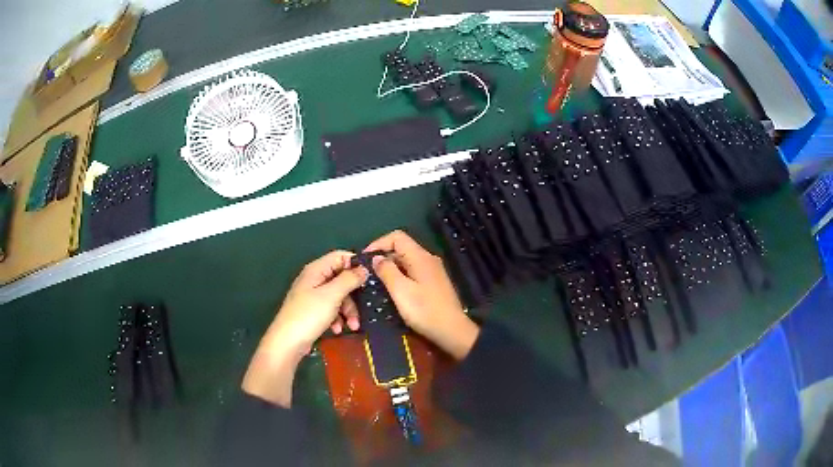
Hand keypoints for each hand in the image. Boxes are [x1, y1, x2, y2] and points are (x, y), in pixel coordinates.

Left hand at [242, 251, 368, 406]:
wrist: (288, 342)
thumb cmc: (309, 315)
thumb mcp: (332, 295)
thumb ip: (349, 279)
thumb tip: (364, 267)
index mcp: (316, 270)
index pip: (340, 257)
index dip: (356, 265)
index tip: (371, 278)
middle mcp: (314, 279)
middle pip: (342, 279)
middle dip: (353, 295)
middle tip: (364, 308)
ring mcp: (313, 295)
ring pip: (339, 296)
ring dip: (348, 310)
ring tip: (352, 326)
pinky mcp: (313, 311)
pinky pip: (332, 309)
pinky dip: (338, 318)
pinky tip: (337, 329)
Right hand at [365, 230, 479, 360]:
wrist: (451, 330)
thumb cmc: (424, 310)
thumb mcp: (400, 291)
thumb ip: (387, 271)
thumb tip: (377, 258)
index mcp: (420, 257)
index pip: (397, 237)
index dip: (379, 243)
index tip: (365, 258)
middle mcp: (428, 259)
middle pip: (402, 247)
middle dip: (383, 256)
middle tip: (368, 272)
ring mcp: (433, 270)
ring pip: (407, 260)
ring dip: (391, 267)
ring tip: (376, 281)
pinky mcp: (434, 282)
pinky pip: (413, 271)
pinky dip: (400, 275)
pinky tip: (393, 289)